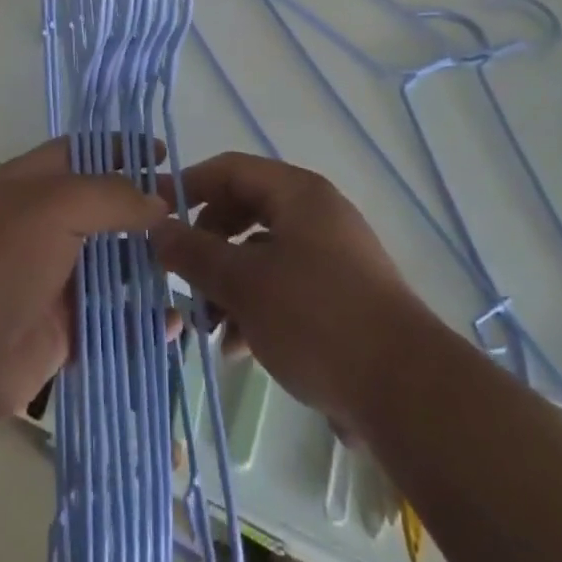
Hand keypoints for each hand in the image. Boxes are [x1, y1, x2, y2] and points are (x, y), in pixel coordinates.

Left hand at [0, 139, 168, 424]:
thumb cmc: (0, 256)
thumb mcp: (56, 204)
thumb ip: (111, 196)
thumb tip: (158, 201)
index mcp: (38, 182)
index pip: (88, 152)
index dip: (124, 150)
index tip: (167, 156)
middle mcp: (48, 224)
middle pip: (106, 211)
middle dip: (146, 214)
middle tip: (193, 222)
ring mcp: (56, 278)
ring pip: (113, 268)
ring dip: (149, 271)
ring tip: (192, 272)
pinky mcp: (64, 331)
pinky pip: (112, 322)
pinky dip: (141, 324)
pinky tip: (173, 325)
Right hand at [154, 152, 435, 436]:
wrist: (407, 392)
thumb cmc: (317, 318)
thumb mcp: (244, 284)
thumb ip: (195, 253)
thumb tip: (157, 228)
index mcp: (297, 192)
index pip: (229, 169)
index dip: (188, 186)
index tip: (154, 214)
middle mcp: (315, 213)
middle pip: (244, 212)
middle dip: (207, 246)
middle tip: (180, 277)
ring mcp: (332, 256)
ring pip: (262, 254)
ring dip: (228, 284)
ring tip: (206, 326)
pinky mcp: (342, 297)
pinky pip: (285, 286)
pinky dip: (257, 307)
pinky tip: (239, 347)